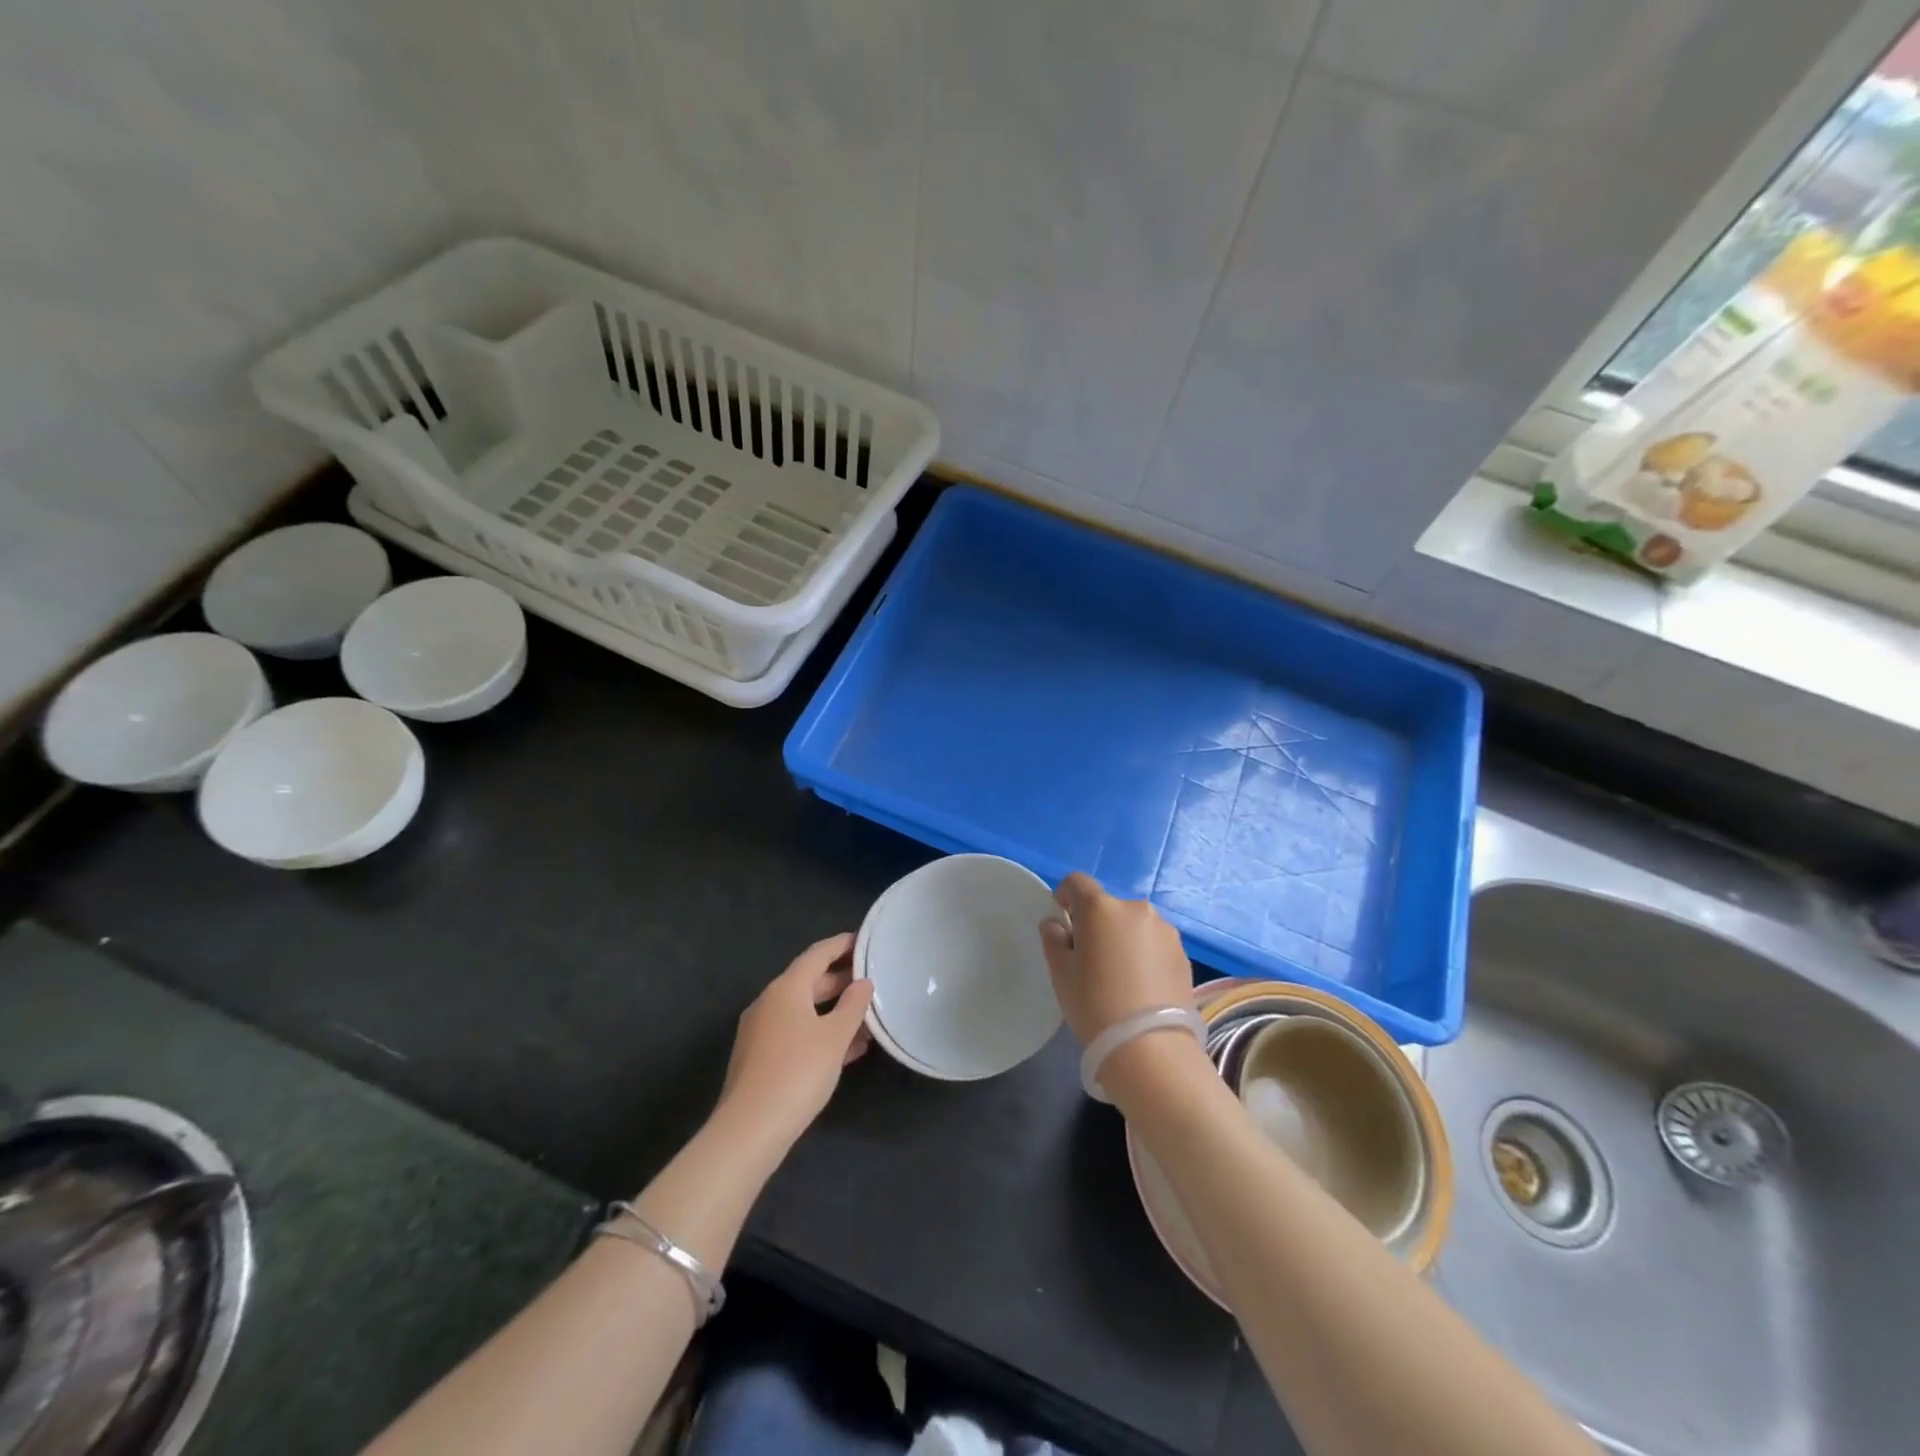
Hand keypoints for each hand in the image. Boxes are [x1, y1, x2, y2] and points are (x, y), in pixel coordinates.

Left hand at [717, 933, 873, 1153]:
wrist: (749, 1129)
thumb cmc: (798, 1072)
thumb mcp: (835, 1037)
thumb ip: (853, 1006)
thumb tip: (863, 983)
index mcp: (786, 988)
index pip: (817, 954)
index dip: (842, 945)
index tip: (864, 940)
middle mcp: (769, 1002)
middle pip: (809, 981)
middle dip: (840, 980)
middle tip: (872, 979)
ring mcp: (761, 1031)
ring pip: (803, 1010)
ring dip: (833, 1011)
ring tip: (867, 1017)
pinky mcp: (759, 1058)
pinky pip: (796, 1033)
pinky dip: (820, 1032)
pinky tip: (846, 1050)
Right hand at [1039, 873, 1194, 1045]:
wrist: (1150, 1047)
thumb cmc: (1094, 1004)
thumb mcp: (1060, 973)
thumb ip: (1053, 939)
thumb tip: (1056, 924)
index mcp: (1101, 907)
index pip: (1076, 882)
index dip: (1065, 898)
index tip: (1064, 925)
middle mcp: (1136, 909)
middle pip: (1107, 906)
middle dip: (1096, 924)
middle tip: (1091, 960)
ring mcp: (1165, 930)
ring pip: (1133, 926)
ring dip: (1123, 939)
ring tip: (1120, 978)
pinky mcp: (1183, 954)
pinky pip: (1154, 944)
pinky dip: (1144, 956)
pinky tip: (1141, 988)